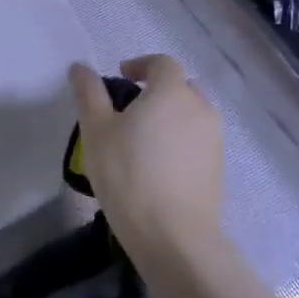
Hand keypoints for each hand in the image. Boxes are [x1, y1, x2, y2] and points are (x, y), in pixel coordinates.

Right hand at [70, 54, 224, 255]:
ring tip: (142, 140)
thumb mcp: (96, 130)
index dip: (141, 64)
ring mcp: (214, 140)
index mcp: (171, 93)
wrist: (172, 235)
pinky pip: (198, 140)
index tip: (120, 78)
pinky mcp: (218, 168)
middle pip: (182, 86)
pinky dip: (180, 141)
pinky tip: (158, 166)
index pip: (162, 63)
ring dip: (170, 116)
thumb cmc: (128, 174)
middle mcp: (200, 109)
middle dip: (158, 90)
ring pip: (192, 115)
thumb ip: (89, 93)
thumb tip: (80, 67)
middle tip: (130, 110)